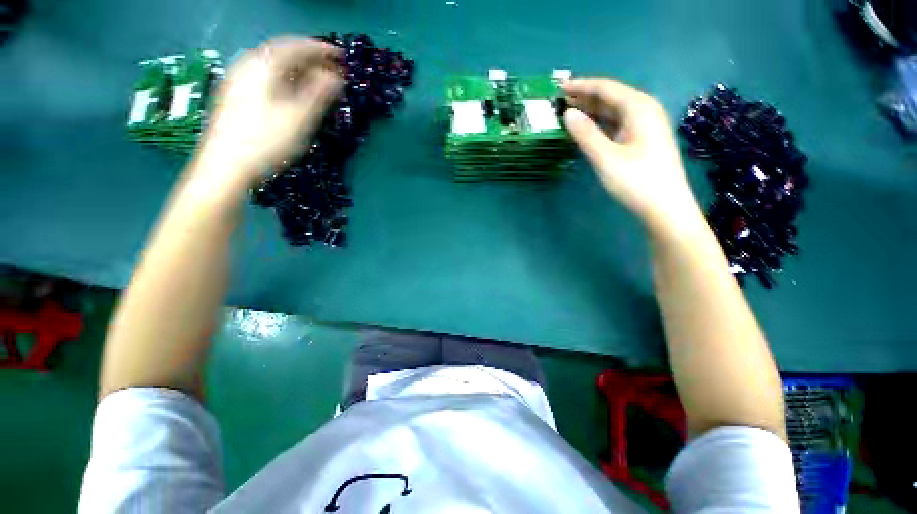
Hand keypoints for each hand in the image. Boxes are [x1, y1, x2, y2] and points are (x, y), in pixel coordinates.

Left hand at [196, 37, 342, 186]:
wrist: (226, 165)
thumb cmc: (267, 140)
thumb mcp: (300, 118)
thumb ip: (319, 94)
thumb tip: (335, 78)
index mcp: (264, 65)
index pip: (296, 46)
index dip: (321, 49)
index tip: (341, 56)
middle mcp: (248, 65)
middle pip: (283, 53)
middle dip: (310, 59)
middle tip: (332, 70)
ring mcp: (238, 80)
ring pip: (273, 66)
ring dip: (298, 70)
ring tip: (316, 82)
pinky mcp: (235, 95)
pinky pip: (265, 77)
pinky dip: (285, 80)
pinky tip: (292, 93)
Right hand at [562, 79, 702, 234]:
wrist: (665, 206)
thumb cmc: (636, 180)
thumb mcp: (606, 157)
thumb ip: (586, 134)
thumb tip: (567, 114)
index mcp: (639, 108)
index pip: (606, 88)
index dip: (582, 86)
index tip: (560, 88)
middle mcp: (644, 111)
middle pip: (611, 97)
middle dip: (586, 97)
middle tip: (561, 101)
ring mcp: (645, 126)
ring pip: (614, 111)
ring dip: (592, 111)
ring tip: (570, 112)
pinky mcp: (642, 140)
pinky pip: (617, 124)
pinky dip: (601, 124)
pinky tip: (588, 129)